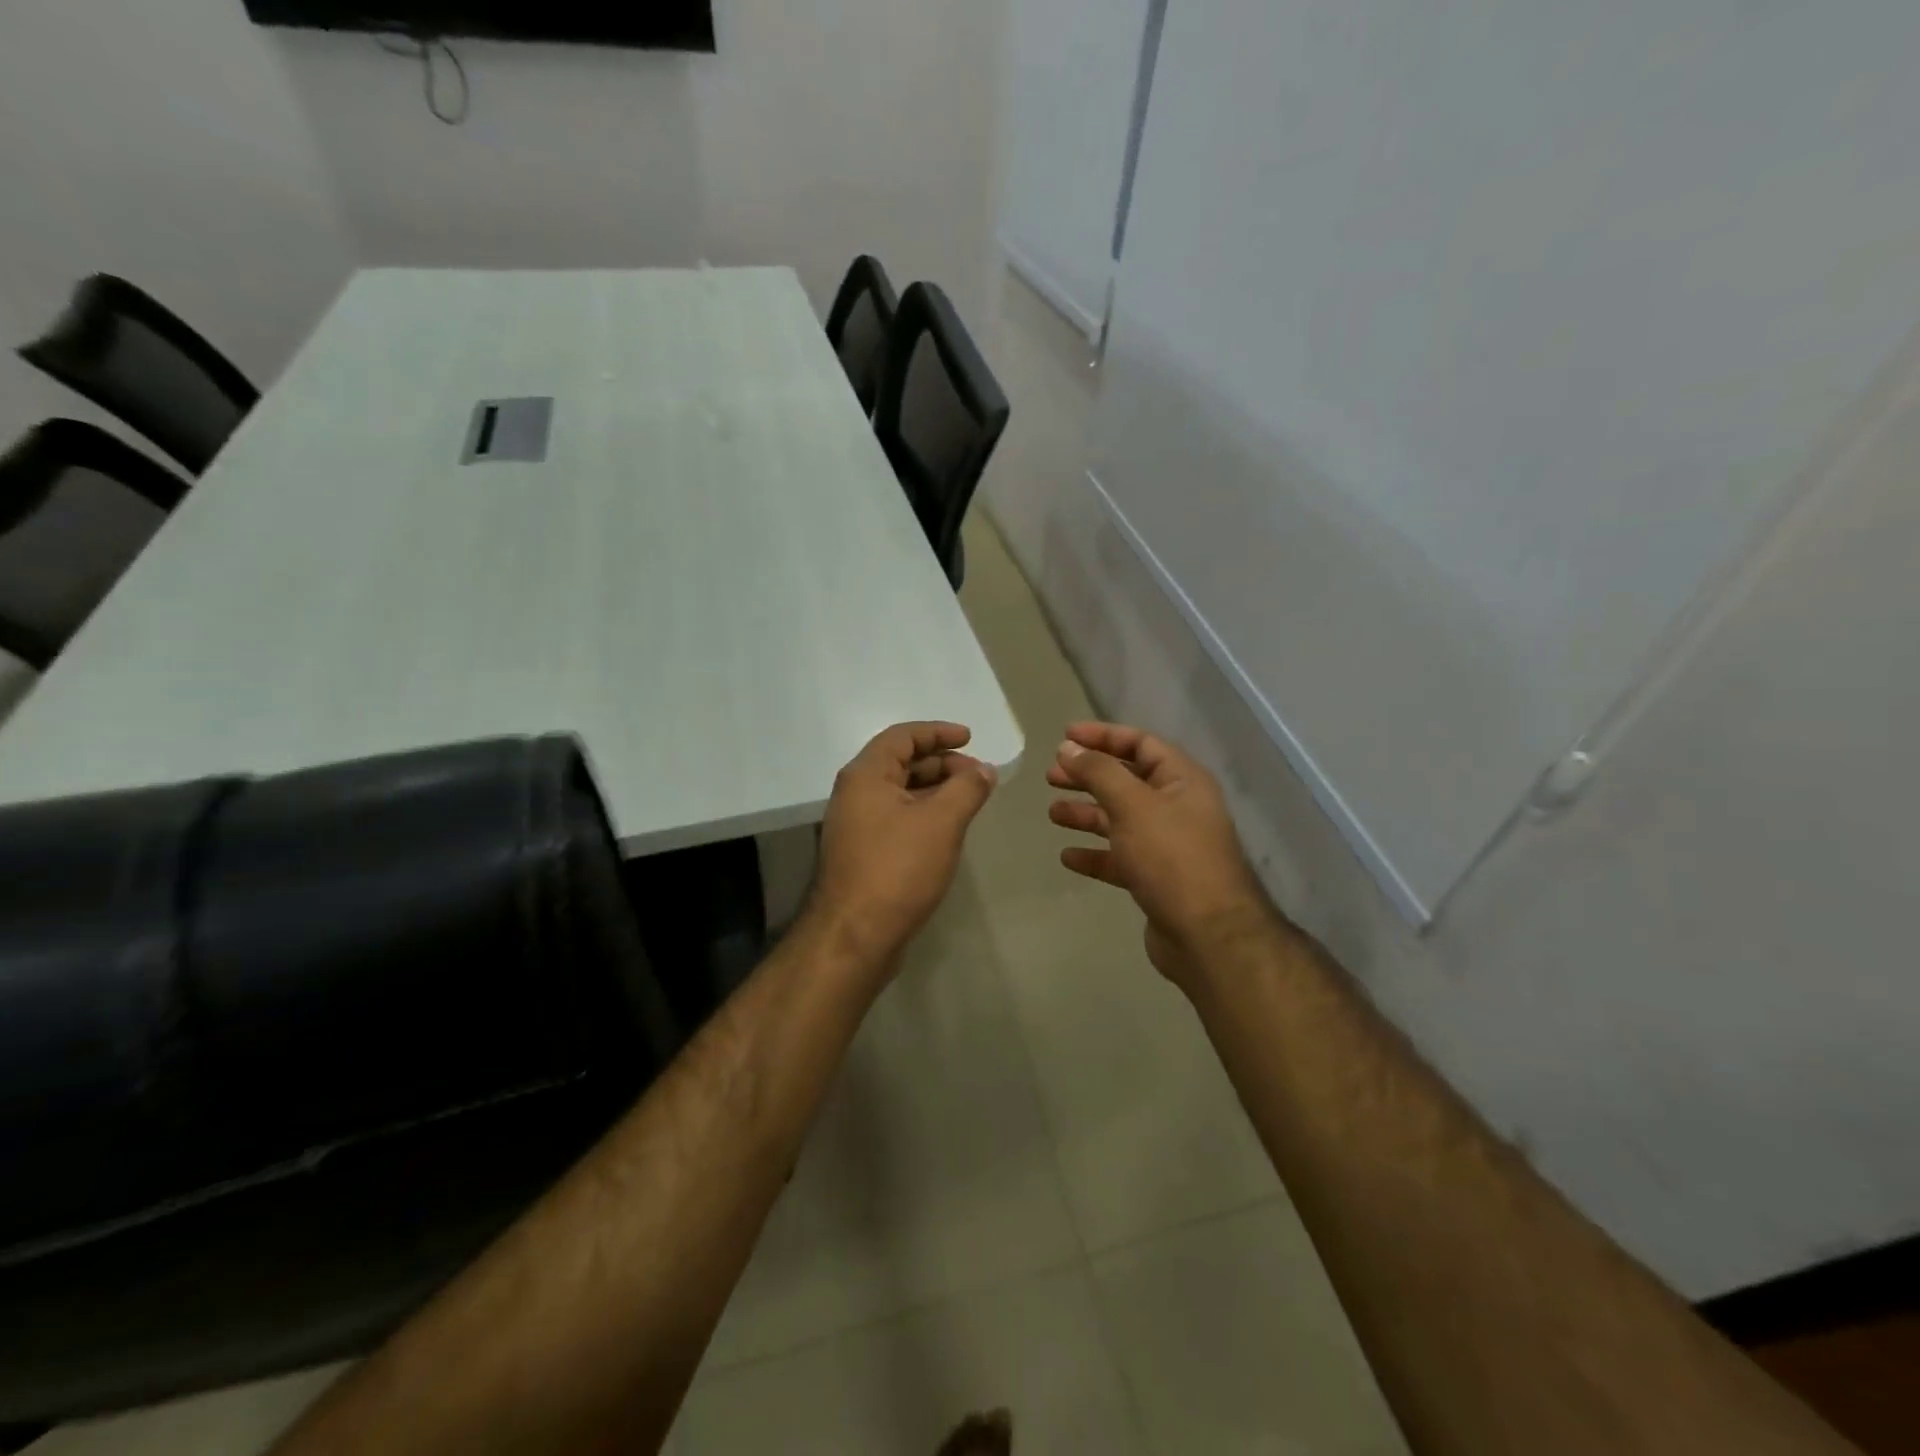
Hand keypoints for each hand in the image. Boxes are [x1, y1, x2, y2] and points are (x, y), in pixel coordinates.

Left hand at [807, 721, 997, 971]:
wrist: (854, 936)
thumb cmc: (897, 869)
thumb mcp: (941, 822)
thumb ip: (967, 788)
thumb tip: (985, 769)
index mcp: (865, 775)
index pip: (903, 736)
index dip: (938, 732)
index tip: (970, 738)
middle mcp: (855, 793)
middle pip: (901, 762)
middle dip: (942, 763)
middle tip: (978, 775)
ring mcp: (856, 825)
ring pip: (900, 792)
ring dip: (935, 789)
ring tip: (970, 799)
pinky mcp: (863, 852)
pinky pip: (897, 817)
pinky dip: (924, 813)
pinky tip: (948, 828)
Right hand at [1048, 722, 1276, 986]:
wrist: (1207, 935)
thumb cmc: (1172, 857)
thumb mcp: (1132, 805)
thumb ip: (1099, 772)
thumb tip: (1068, 748)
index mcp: (1181, 780)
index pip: (1140, 744)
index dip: (1103, 736)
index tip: (1064, 737)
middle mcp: (1177, 807)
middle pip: (1126, 780)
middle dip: (1088, 775)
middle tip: (1051, 775)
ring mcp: (1167, 845)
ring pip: (1120, 819)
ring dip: (1087, 813)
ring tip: (1052, 812)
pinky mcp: (1156, 879)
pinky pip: (1119, 857)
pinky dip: (1094, 854)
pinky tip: (1068, 856)